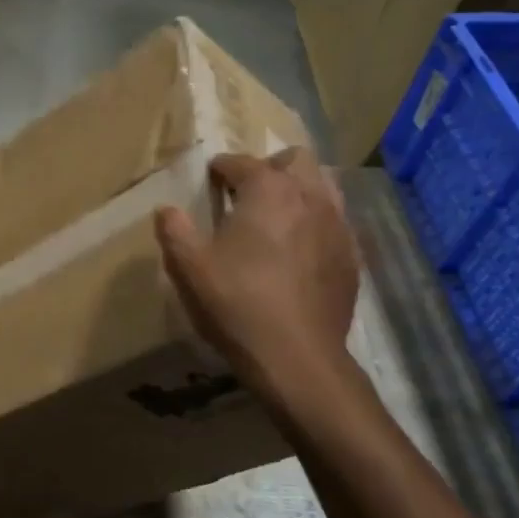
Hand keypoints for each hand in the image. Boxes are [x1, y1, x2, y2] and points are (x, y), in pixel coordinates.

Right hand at [155, 149, 362, 411]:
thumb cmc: (237, 304)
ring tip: (276, 217)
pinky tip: (299, 251)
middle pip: (294, 160)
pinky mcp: (352, 256)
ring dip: (298, 191)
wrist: (297, 358)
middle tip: (247, 194)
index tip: (210, 180)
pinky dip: (316, 223)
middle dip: (270, 168)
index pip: (241, 162)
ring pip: (322, 186)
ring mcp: (337, 225)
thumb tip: (166, 210)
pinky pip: (335, 222)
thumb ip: (175, 231)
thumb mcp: (189, 268)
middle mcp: (308, 196)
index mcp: (267, 190)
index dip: (221, 168)